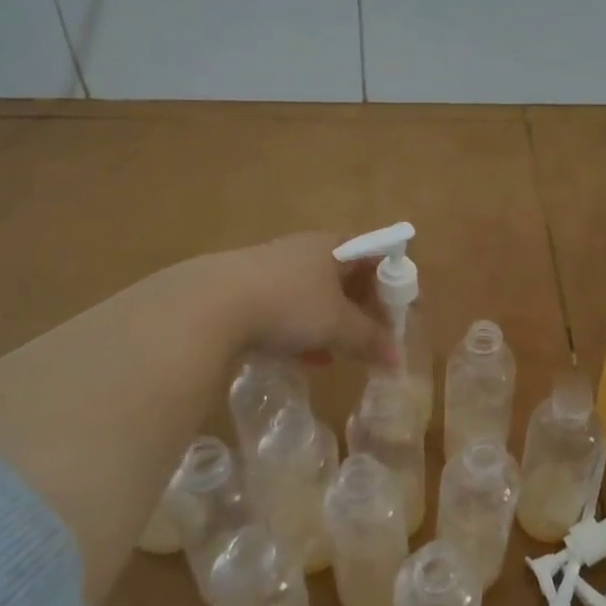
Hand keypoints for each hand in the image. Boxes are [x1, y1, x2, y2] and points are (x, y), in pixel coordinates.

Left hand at [211, 232, 395, 367]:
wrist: (207, 306)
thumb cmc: (288, 304)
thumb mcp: (337, 325)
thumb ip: (370, 340)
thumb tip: (397, 360)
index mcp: (332, 245)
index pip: (373, 252)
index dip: (389, 280)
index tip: (396, 311)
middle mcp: (303, 250)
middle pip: (344, 275)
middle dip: (361, 307)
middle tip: (372, 336)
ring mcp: (271, 269)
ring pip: (314, 296)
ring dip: (331, 323)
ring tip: (341, 353)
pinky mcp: (244, 292)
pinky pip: (285, 311)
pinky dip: (301, 332)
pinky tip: (305, 359)